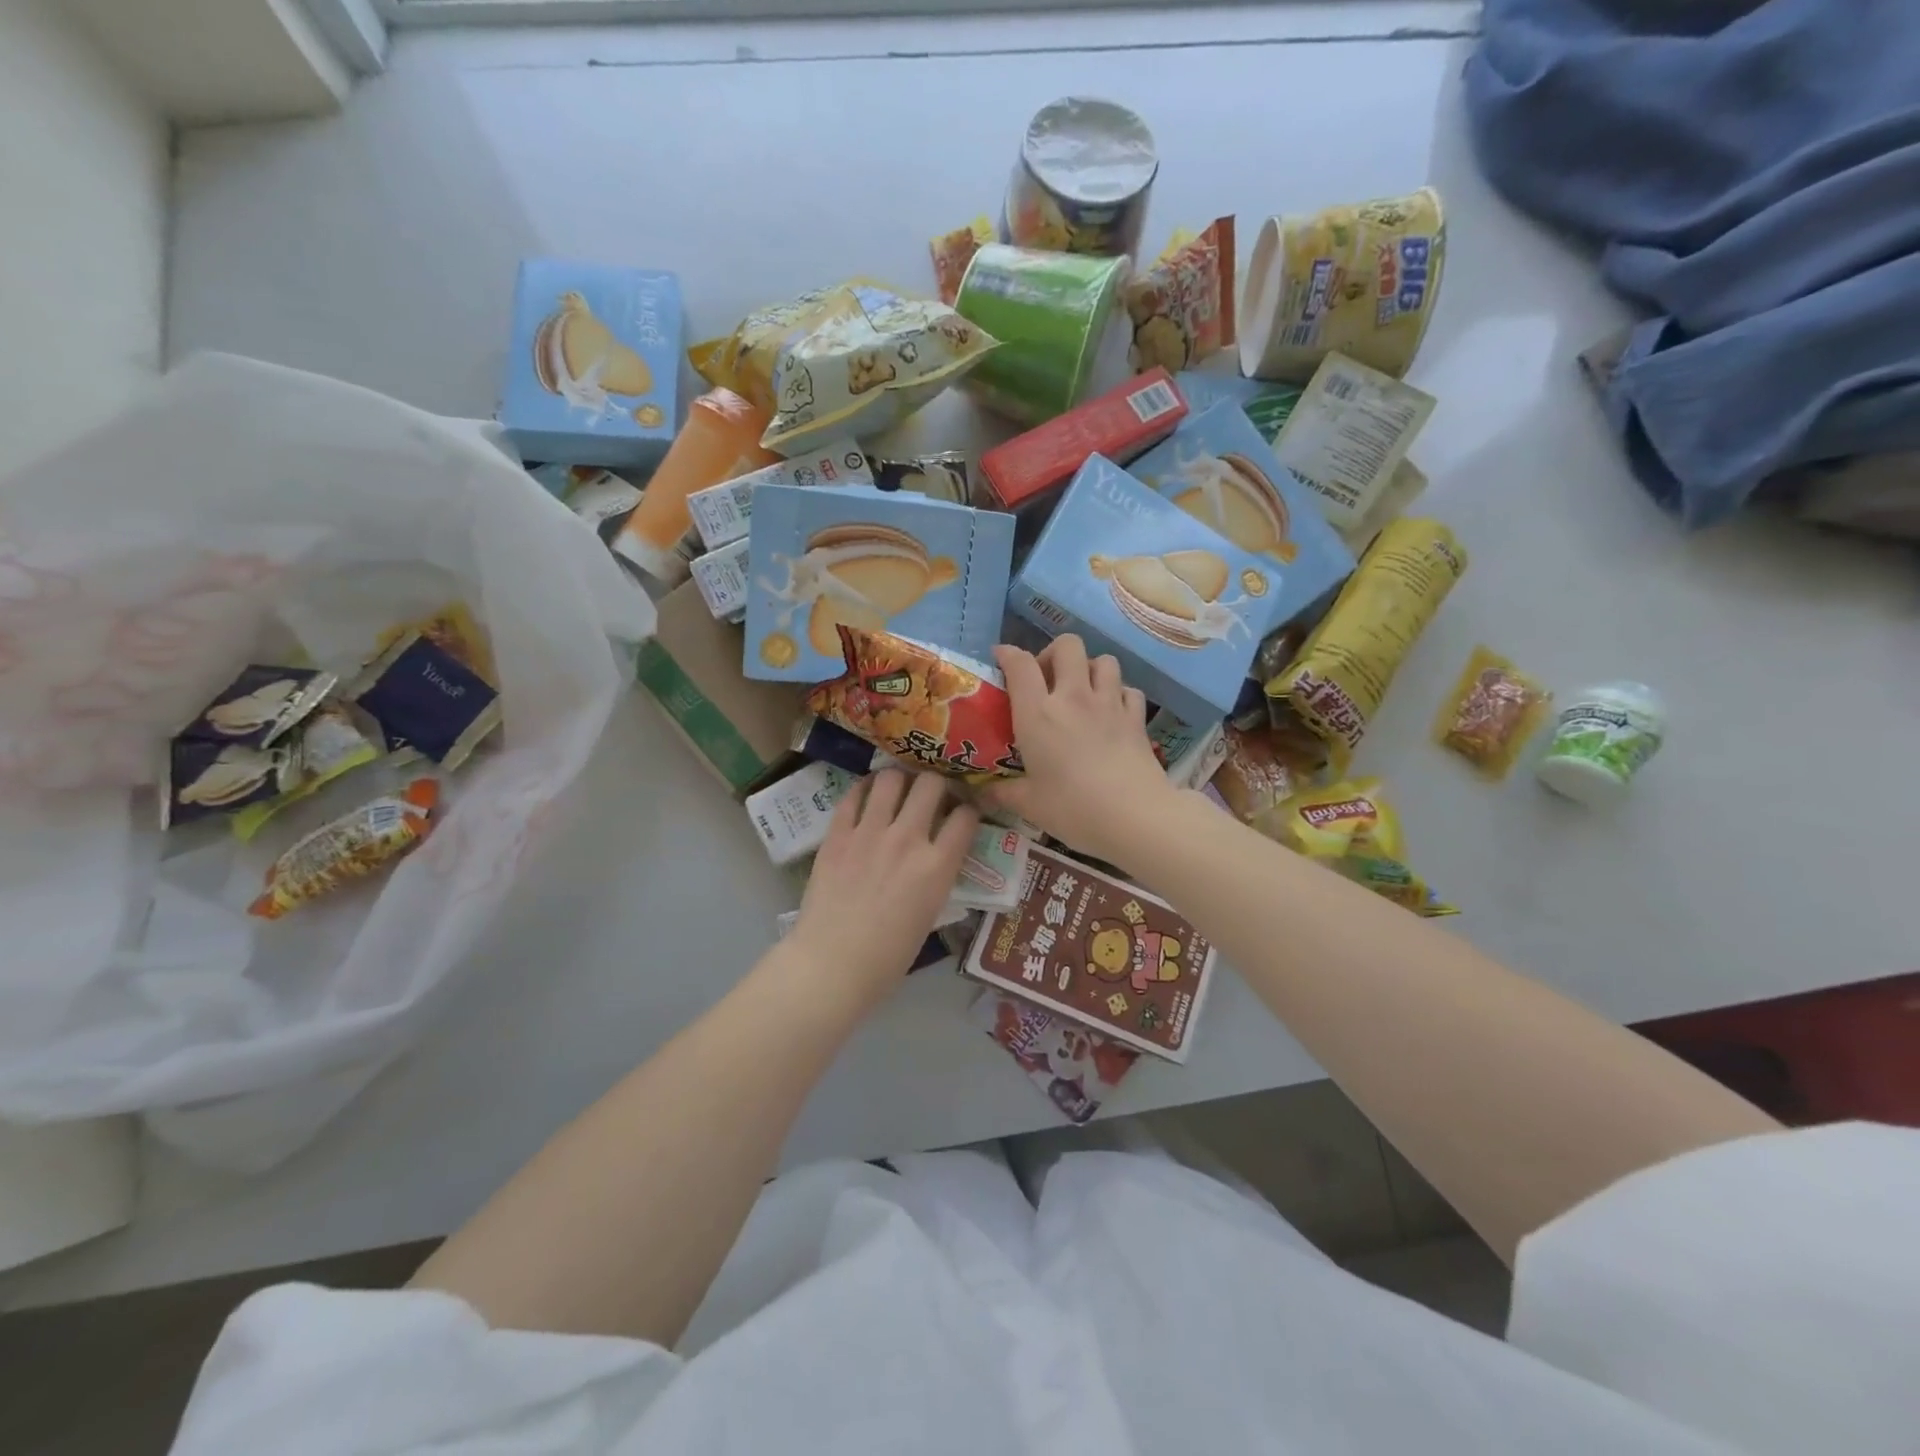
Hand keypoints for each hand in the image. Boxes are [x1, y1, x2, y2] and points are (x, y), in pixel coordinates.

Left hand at [787, 769, 978, 1009]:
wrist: (832, 964)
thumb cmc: (888, 956)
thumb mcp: (930, 914)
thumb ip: (937, 876)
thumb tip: (937, 855)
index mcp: (937, 865)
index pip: (966, 816)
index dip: (969, 810)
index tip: (963, 812)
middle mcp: (908, 839)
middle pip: (932, 785)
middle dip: (937, 784)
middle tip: (931, 794)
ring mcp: (869, 832)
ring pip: (891, 779)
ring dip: (900, 780)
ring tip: (898, 789)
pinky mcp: (837, 833)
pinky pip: (853, 795)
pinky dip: (864, 789)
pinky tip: (867, 796)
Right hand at [989, 635, 1176, 865]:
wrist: (1136, 818)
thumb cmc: (1074, 809)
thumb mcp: (1029, 805)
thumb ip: (1003, 792)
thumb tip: (983, 791)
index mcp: (1038, 714)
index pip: (1020, 664)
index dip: (1008, 654)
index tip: (1001, 658)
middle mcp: (1074, 697)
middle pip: (1067, 646)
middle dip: (1053, 653)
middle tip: (1046, 679)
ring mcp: (1110, 704)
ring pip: (1103, 660)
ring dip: (1089, 668)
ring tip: (1081, 691)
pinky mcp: (1137, 718)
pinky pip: (1128, 689)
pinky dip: (1118, 693)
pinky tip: (1112, 712)